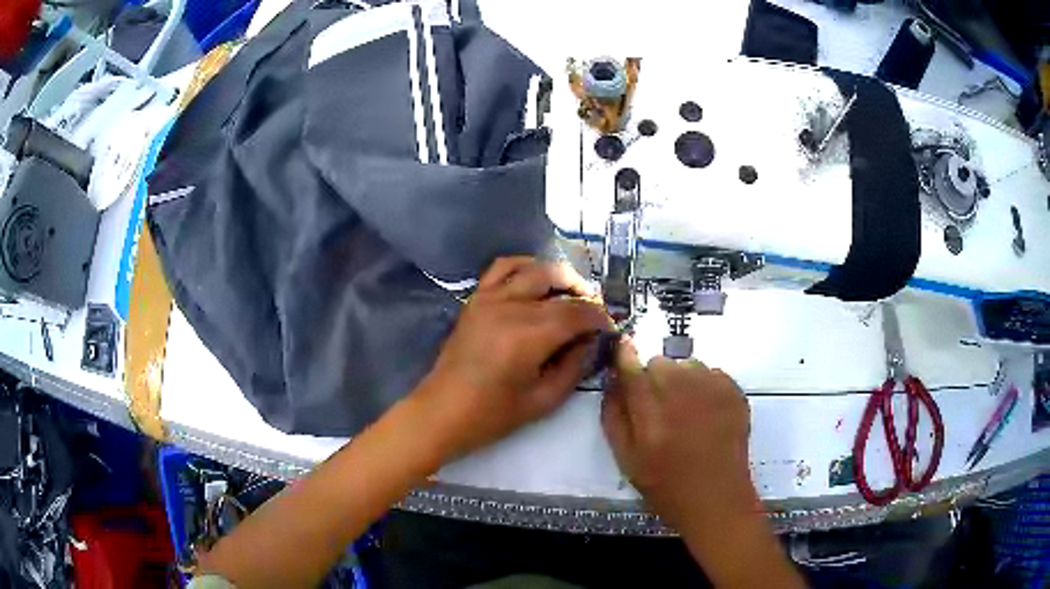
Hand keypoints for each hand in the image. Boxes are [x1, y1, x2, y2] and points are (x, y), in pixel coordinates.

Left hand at [416, 257, 612, 461]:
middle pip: (558, 283)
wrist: (443, 411)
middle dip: (584, 293)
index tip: (609, 328)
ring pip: (533, 268)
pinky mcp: (476, 298)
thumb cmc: (493, 414)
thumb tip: (590, 340)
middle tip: (594, 312)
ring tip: (571, 293)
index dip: (599, 317)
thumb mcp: (545, 399)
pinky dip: (526, 266)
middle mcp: (510, 307)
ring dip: (558, 276)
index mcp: (528, 336)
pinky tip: (537, 280)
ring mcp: (489, 298)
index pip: (577, 312)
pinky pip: (502, 267)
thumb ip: (574, 366)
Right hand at [601, 340, 756, 531]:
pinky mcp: (734, 392)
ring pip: (687, 365)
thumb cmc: (667, 486)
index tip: (622, 348)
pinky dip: (704, 386)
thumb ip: (614, 418)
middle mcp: (682, 393)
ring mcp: (713, 390)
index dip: (624, 356)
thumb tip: (612, 381)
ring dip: (680, 379)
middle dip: (653, 377)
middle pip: (659, 362)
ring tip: (686, 411)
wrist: (717, 499)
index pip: (632, 368)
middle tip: (658, 406)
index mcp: (651, 413)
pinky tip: (707, 414)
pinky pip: (711, 373)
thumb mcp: (627, 460)